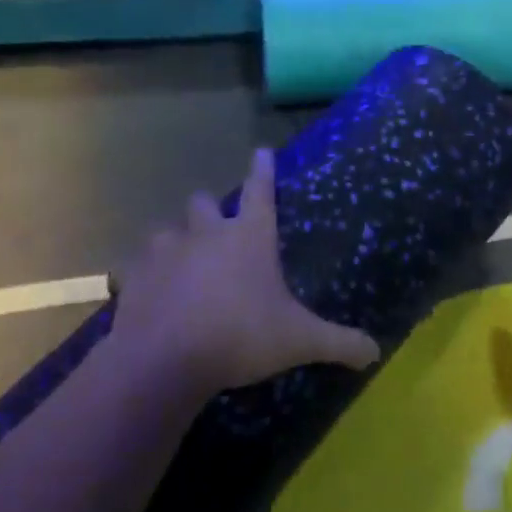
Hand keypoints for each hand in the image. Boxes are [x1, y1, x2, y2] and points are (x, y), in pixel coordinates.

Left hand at [111, 149, 379, 399]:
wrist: (164, 360)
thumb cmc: (240, 336)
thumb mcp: (299, 341)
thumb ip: (339, 343)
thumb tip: (376, 353)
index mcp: (249, 236)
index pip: (260, 190)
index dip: (263, 170)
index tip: (261, 150)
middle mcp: (206, 234)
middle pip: (204, 203)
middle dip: (210, 209)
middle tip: (218, 228)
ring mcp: (166, 252)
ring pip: (167, 231)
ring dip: (176, 242)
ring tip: (182, 263)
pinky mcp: (135, 277)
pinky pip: (139, 267)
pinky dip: (147, 276)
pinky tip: (151, 294)